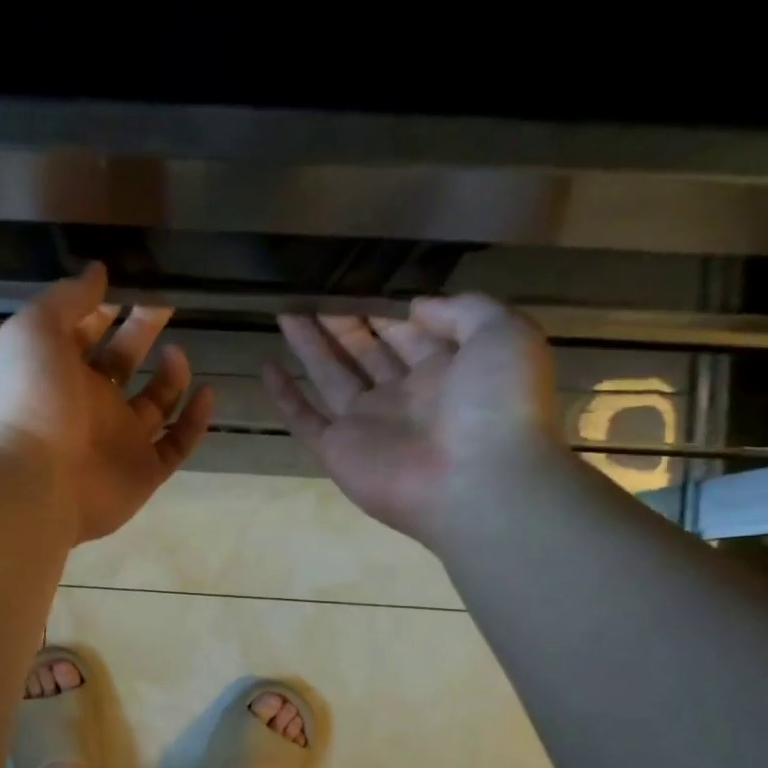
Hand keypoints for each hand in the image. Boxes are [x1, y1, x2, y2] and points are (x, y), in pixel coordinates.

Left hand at [0, 264, 214, 542]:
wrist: (34, 482)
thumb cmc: (30, 398)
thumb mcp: (36, 329)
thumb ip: (67, 297)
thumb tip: (98, 271)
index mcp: (59, 370)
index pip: (86, 333)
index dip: (106, 308)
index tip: (134, 283)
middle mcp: (89, 404)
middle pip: (123, 362)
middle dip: (143, 331)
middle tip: (167, 304)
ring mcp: (119, 440)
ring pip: (154, 404)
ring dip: (170, 376)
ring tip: (177, 352)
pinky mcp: (144, 472)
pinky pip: (176, 445)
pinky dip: (194, 421)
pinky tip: (207, 392)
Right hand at [263, 294, 560, 546]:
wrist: (477, 481)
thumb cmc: (496, 404)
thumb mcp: (502, 333)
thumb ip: (462, 309)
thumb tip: (413, 307)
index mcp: (447, 371)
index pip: (410, 335)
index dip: (387, 312)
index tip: (361, 287)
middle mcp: (404, 397)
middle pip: (367, 353)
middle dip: (344, 325)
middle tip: (316, 297)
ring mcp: (368, 425)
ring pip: (331, 377)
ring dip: (310, 346)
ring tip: (286, 313)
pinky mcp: (337, 451)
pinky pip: (304, 419)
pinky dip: (284, 396)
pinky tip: (266, 367)